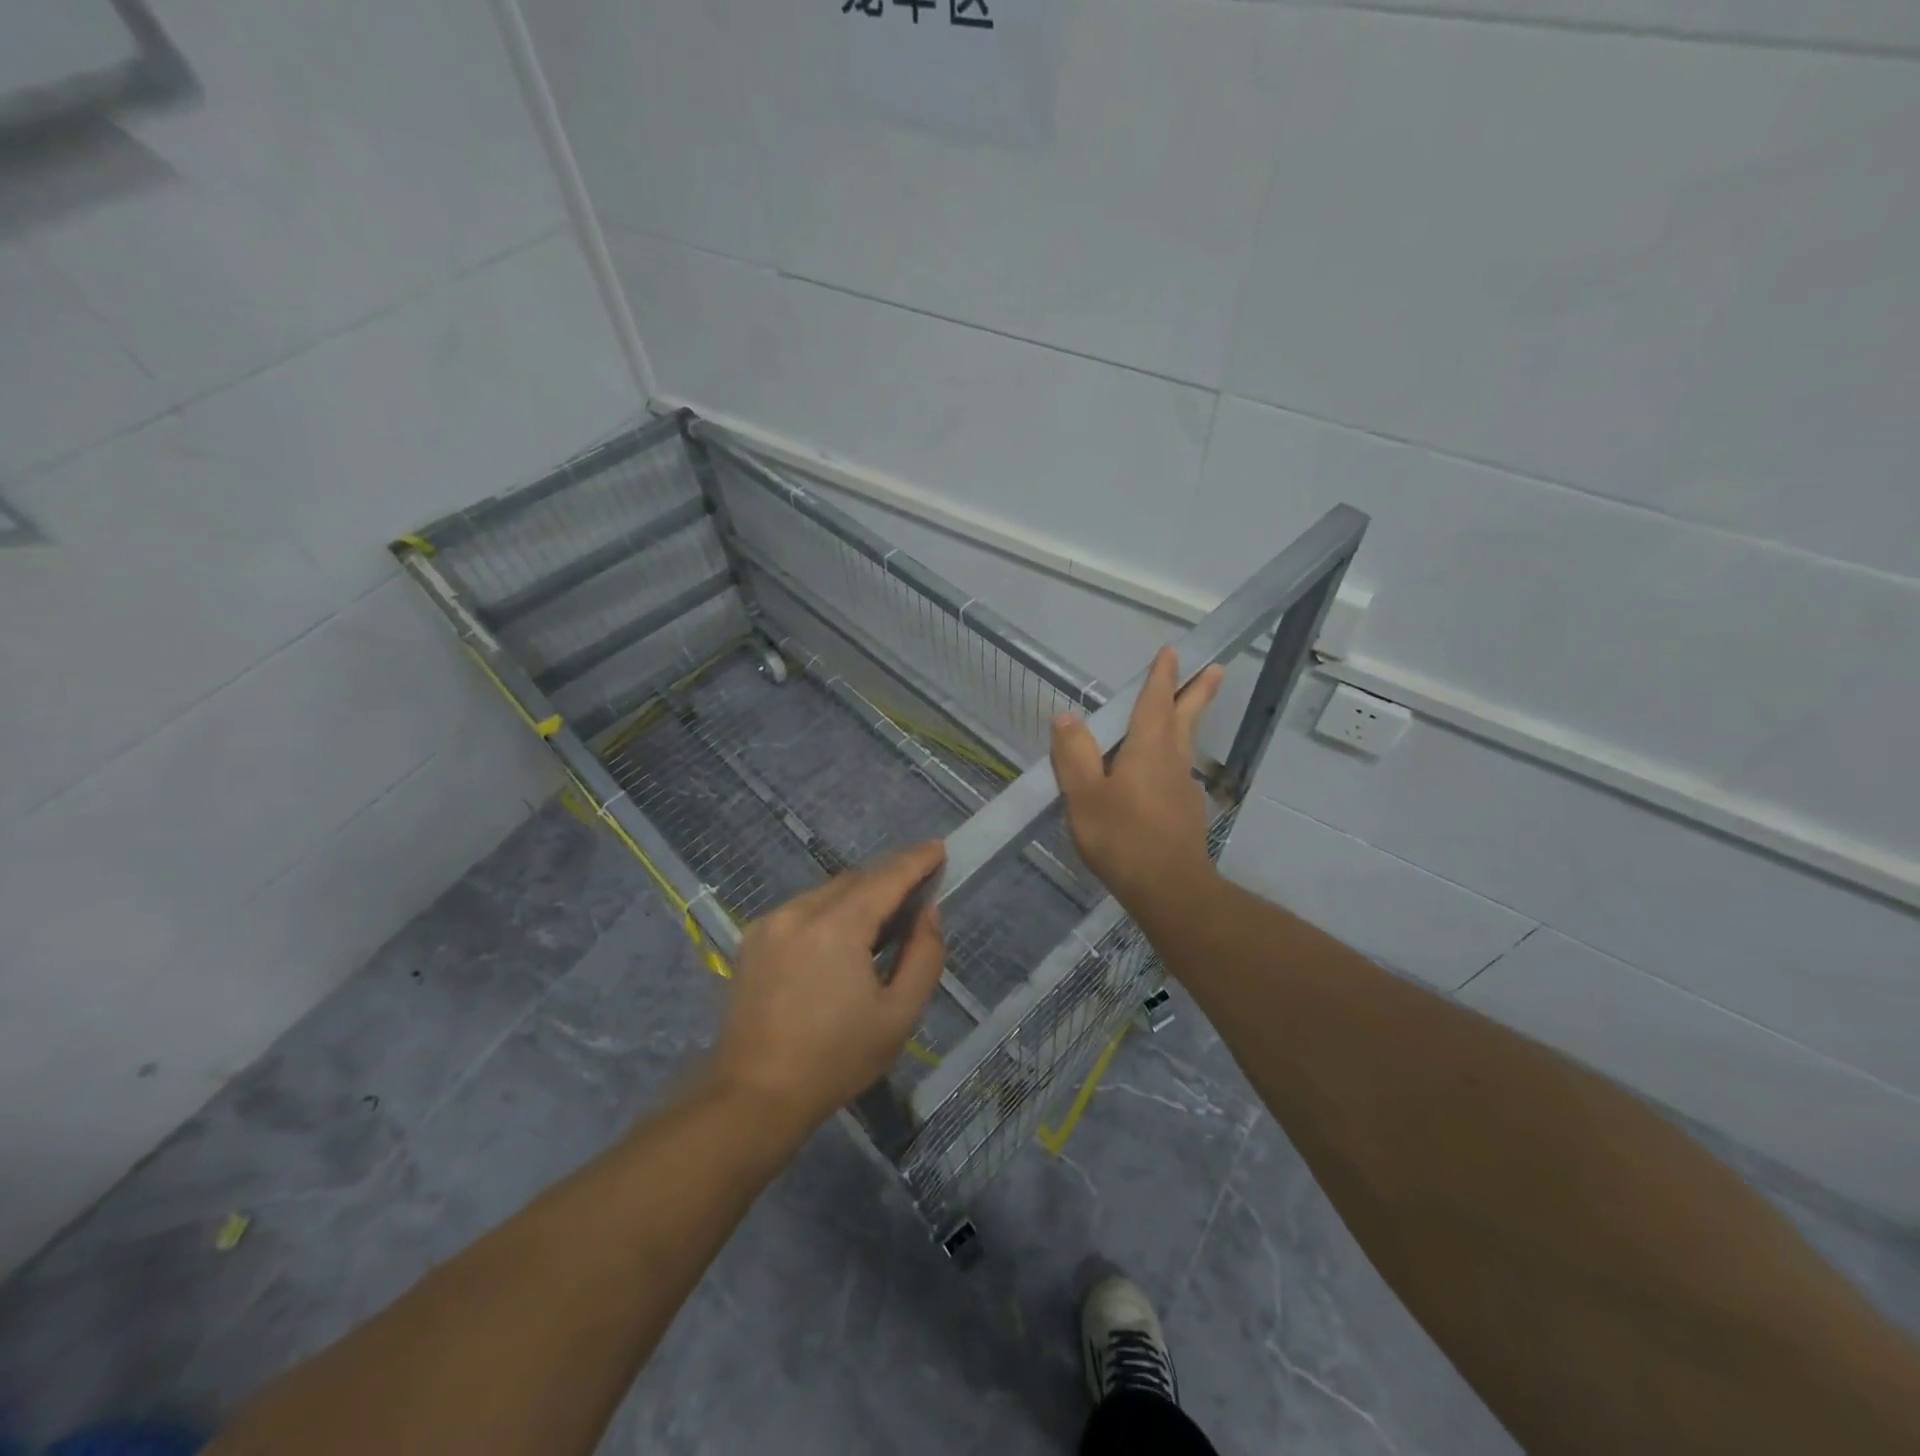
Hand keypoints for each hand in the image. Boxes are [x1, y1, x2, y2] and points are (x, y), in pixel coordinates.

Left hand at [708, 841, 946, 1133]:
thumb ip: (924, 956)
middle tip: (916, 896)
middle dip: (888, 880)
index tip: (938, 848)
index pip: (886, 877)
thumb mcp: (899, 1015)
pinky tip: (838, 944)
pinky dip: (829, 913)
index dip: (916, 860)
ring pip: (827, 893)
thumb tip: (927, 913)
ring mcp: (770, 923)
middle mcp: (800, 911)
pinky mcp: (753, 940)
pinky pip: (802, 910)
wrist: (754, 1096)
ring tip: (879, 926)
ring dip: (857, 898)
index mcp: (837, 926)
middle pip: (855, 880)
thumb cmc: (836, 1059)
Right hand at [1051, 647, 1224, 923]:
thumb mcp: (1084, 795)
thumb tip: (1066, 717)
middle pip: (1186, 717)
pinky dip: (1172, 759)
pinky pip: (1177, 773)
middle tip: (1216, 668)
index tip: (1173, 652)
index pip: (1155, 701)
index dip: (1162, 676)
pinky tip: (1158, 775)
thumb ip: (1074, 754)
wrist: (1168, 888)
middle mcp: (1172, 759)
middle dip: (1197, 691)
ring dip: (1186, 722)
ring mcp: (1183, 787)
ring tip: (1181, 714)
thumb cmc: (1122, 836)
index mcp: (1147, 747)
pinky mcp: (1186, 812)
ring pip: (1184, 744)